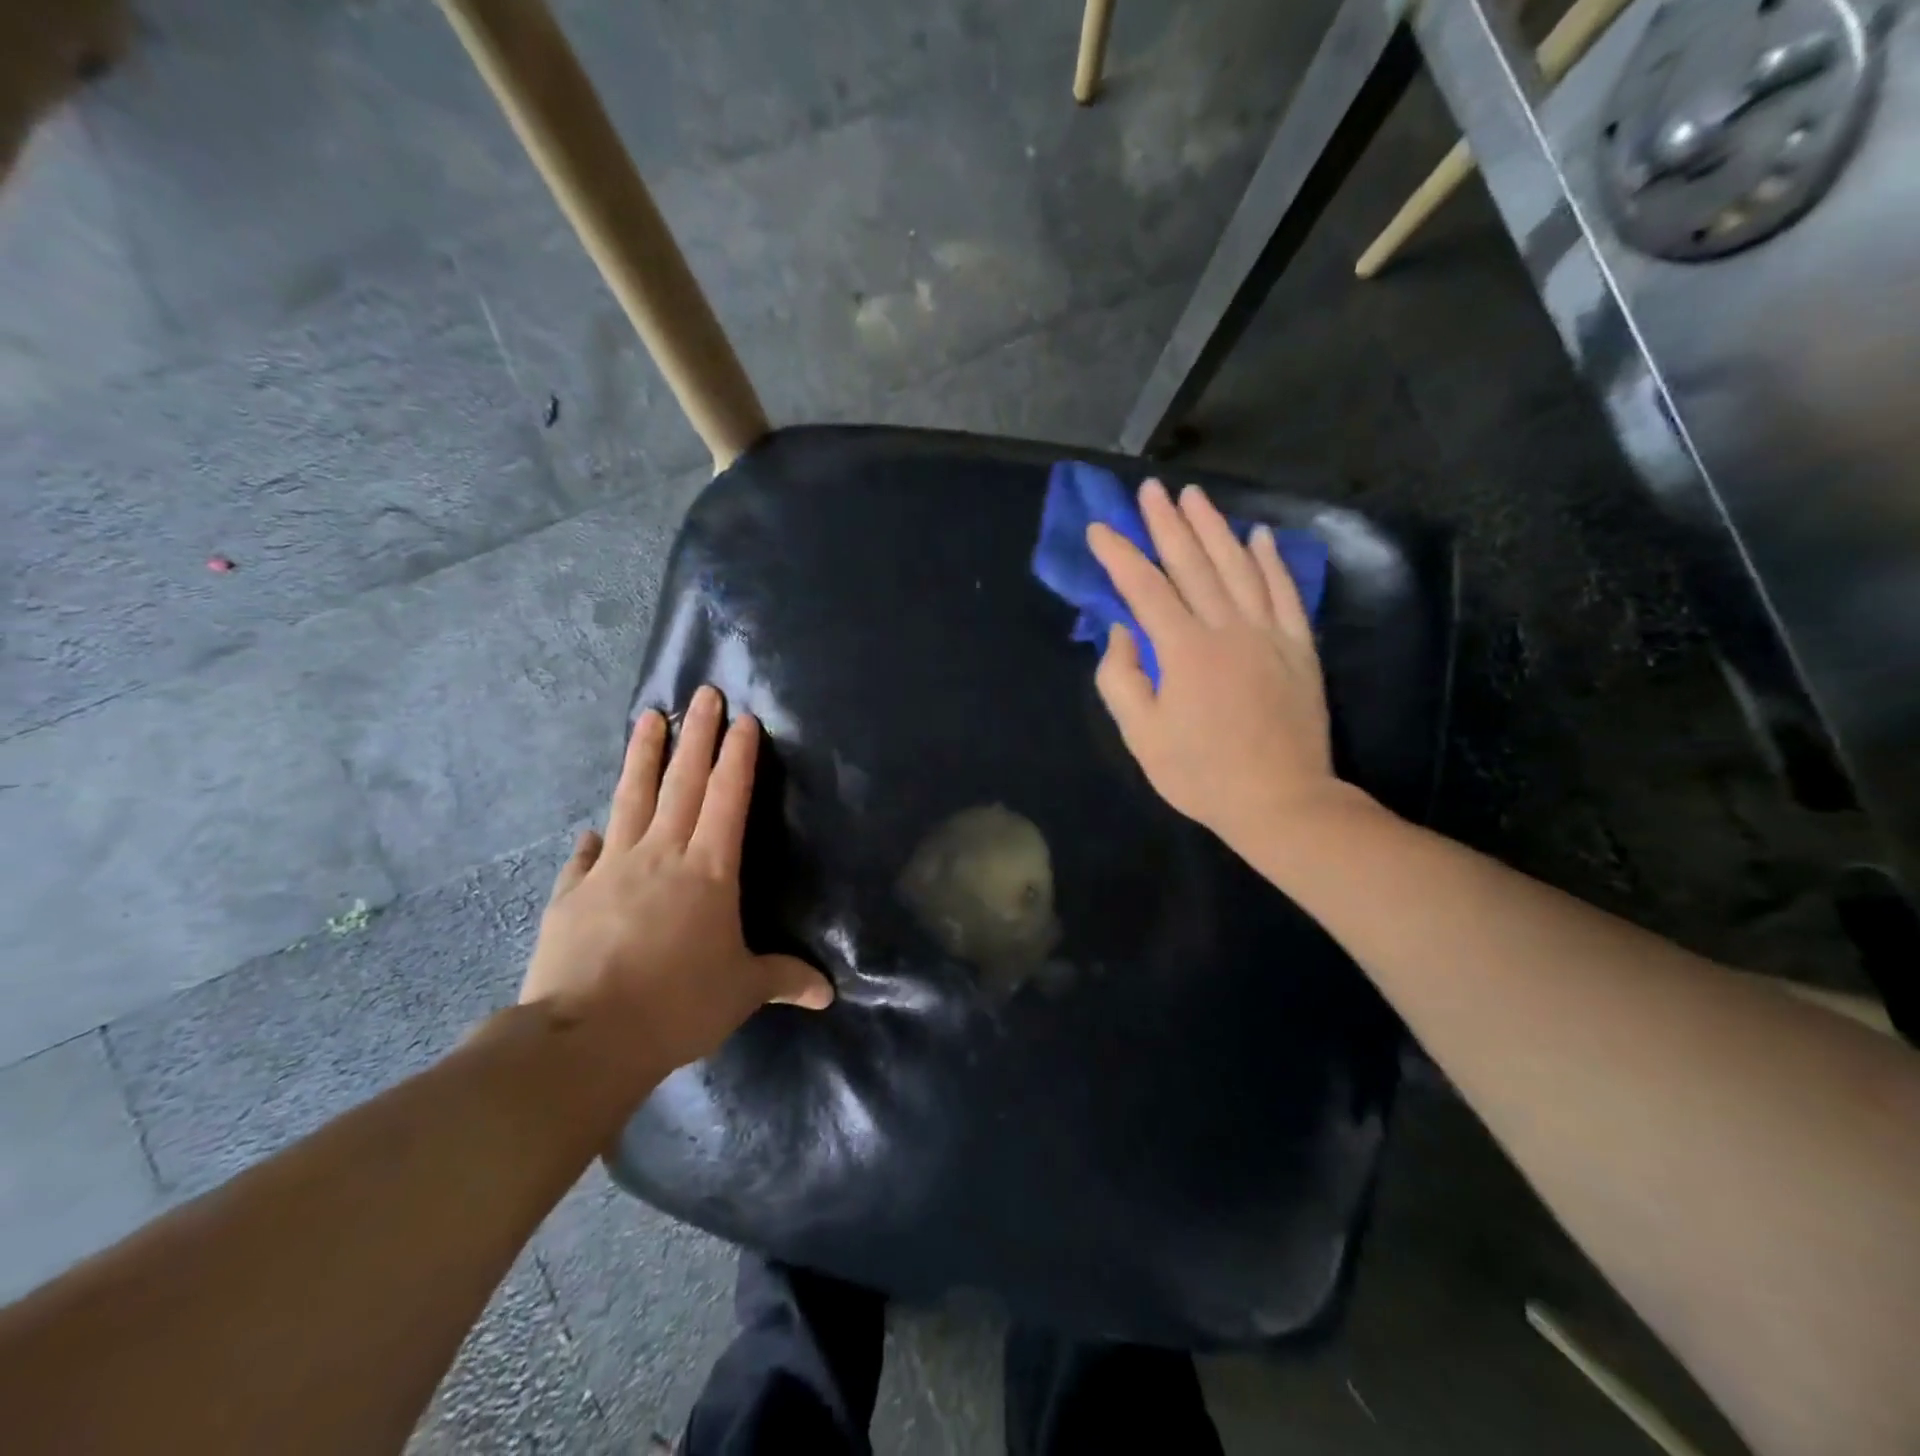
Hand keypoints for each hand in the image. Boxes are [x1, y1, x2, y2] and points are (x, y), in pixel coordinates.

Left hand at [522, 686, 832, 1076]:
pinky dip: (594, 838)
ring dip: (643, 756)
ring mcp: (611, 869)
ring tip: (648, 717)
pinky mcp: (572, 894)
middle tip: (702, 693)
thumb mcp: (742, 992)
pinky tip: (592, 828)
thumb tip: (828, 994)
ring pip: (631, 799)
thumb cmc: (679, 1005)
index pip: (728, 798)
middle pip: (682, 782)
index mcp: (709, 869)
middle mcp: (661, 855)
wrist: (586, 1037)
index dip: (737, 757)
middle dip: (697, 735)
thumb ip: (784, 980)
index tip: (742, 719)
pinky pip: (586, 857)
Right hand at [1088, 480, 1364, 855]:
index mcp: (1183, 650)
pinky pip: (1284, 591)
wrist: (1280, 800)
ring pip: (1239, 566)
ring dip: (1214, 528)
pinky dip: (1270, 560)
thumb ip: (1120, 678)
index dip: (1119, 555)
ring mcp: (1268, 633)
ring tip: (1195, 497)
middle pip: (1193, 563)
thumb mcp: (1141, 736)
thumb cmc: (1200, 774)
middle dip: (1167, 524)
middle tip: (1150, 490)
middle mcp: (1227, 628)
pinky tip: (1258, 535)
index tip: (1099, 529)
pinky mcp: (1298, 647)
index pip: (1145, 589)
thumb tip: (1121, 631)